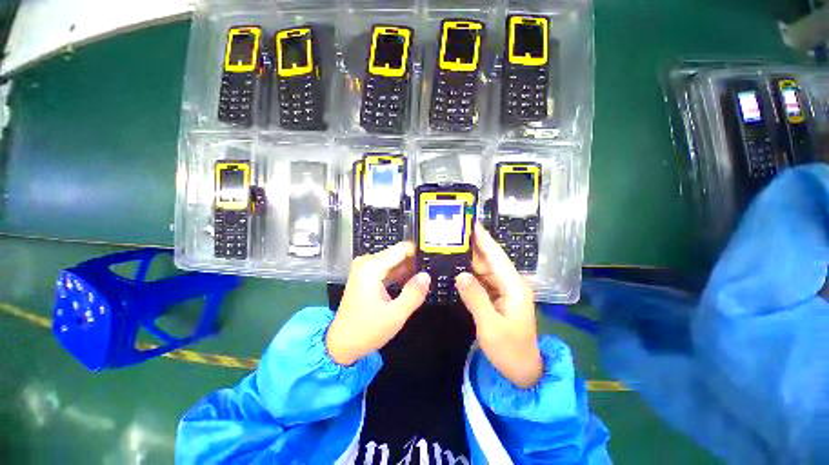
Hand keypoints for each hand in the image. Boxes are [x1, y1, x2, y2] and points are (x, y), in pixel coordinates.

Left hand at [326, 242, 430, 365]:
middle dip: (413, 265)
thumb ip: (413, 293)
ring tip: (418, 284)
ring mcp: (364, 268)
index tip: (430, 261)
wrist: (342, 343)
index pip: (401, 249)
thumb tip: (426, 275)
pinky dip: (398, 275)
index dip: (418, 253)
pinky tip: (407, 286)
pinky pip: (387, 268)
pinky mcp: (365, 275)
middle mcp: (366, 263)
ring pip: (393, 261)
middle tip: (425, 280)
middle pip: (397, 254)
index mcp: (371, 268)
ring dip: (406, 271)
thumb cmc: (366, 330)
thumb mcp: (395, 315)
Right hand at [455, 223, 542, 388]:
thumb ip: (476, 298)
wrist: (522, 372)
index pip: (496, 256)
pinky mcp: (497, 297)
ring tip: (450, 248)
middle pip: (489, 260)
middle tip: (452, 236)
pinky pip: (482, 280)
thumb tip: (460, 275)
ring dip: (469, 260)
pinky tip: (457, 269)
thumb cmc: (510, 350)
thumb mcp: (491, 326)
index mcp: (514, 286)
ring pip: (484, 270)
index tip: (471, 223)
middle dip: (472, 247)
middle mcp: (510, 283)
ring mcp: (504, 290)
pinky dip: (470, 274)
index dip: (484, 239)